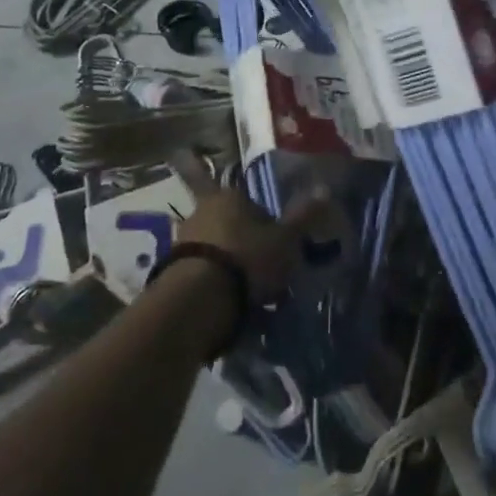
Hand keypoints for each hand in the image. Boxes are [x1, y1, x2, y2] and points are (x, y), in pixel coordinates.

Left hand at [176, 186, 325, 302]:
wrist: (197, 300)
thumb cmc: (246, 260)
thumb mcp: (285, 241)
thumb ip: (304, 217)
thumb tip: (325, 189)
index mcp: (230, 196)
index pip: (254, 204)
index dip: (268, 225)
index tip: (277, 248)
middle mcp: (203, 210)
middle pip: (232, 224)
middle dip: (246, 245)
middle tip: (263, 273)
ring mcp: (183, 239)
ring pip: (215, 248)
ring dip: (228, 266)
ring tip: (246, 296)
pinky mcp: (170, 269)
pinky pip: (200, 272)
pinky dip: (212, 285)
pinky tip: (226, 306)